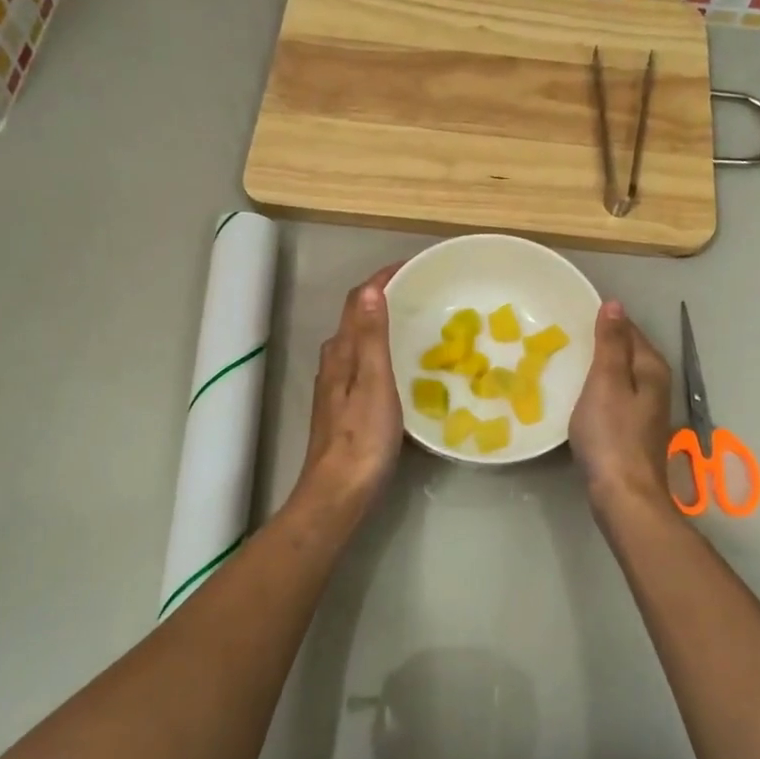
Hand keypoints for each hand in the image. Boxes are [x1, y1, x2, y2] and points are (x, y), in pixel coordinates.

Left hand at [295, 265, 403, 518]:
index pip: (359, 301)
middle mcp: (335, 363)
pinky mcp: (346, 407)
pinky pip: (366, 364)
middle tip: (424, 292)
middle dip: (386, 298)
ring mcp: (338, 386)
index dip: (383, 279)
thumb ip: (372, 337)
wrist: (339, 492)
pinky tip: (404, 366)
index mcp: (342, 352)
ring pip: (361, 342)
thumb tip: (371, 290)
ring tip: (418, 321)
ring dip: (384, 324)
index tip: (415, 266)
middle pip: (358, 318)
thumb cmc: (362, 439)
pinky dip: (384, 351)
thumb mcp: (374, 383)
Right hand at [569, 300, 673, 511]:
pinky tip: (580, 397)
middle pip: (627, 352)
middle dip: (601, 343)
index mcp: (651, 368)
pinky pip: (615, 398)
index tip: (573, 314)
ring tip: (567, 362)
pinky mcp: (633, 432)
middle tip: (564, 336)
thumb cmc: (611, 435)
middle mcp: (655, 385)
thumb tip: (615, 304)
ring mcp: (647, 411)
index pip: (628, 330)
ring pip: (621, 376)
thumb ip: (610, 344)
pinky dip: (598, 391)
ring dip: (599, 368)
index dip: (605, 320)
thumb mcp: (605, 382)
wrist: (623, 495)